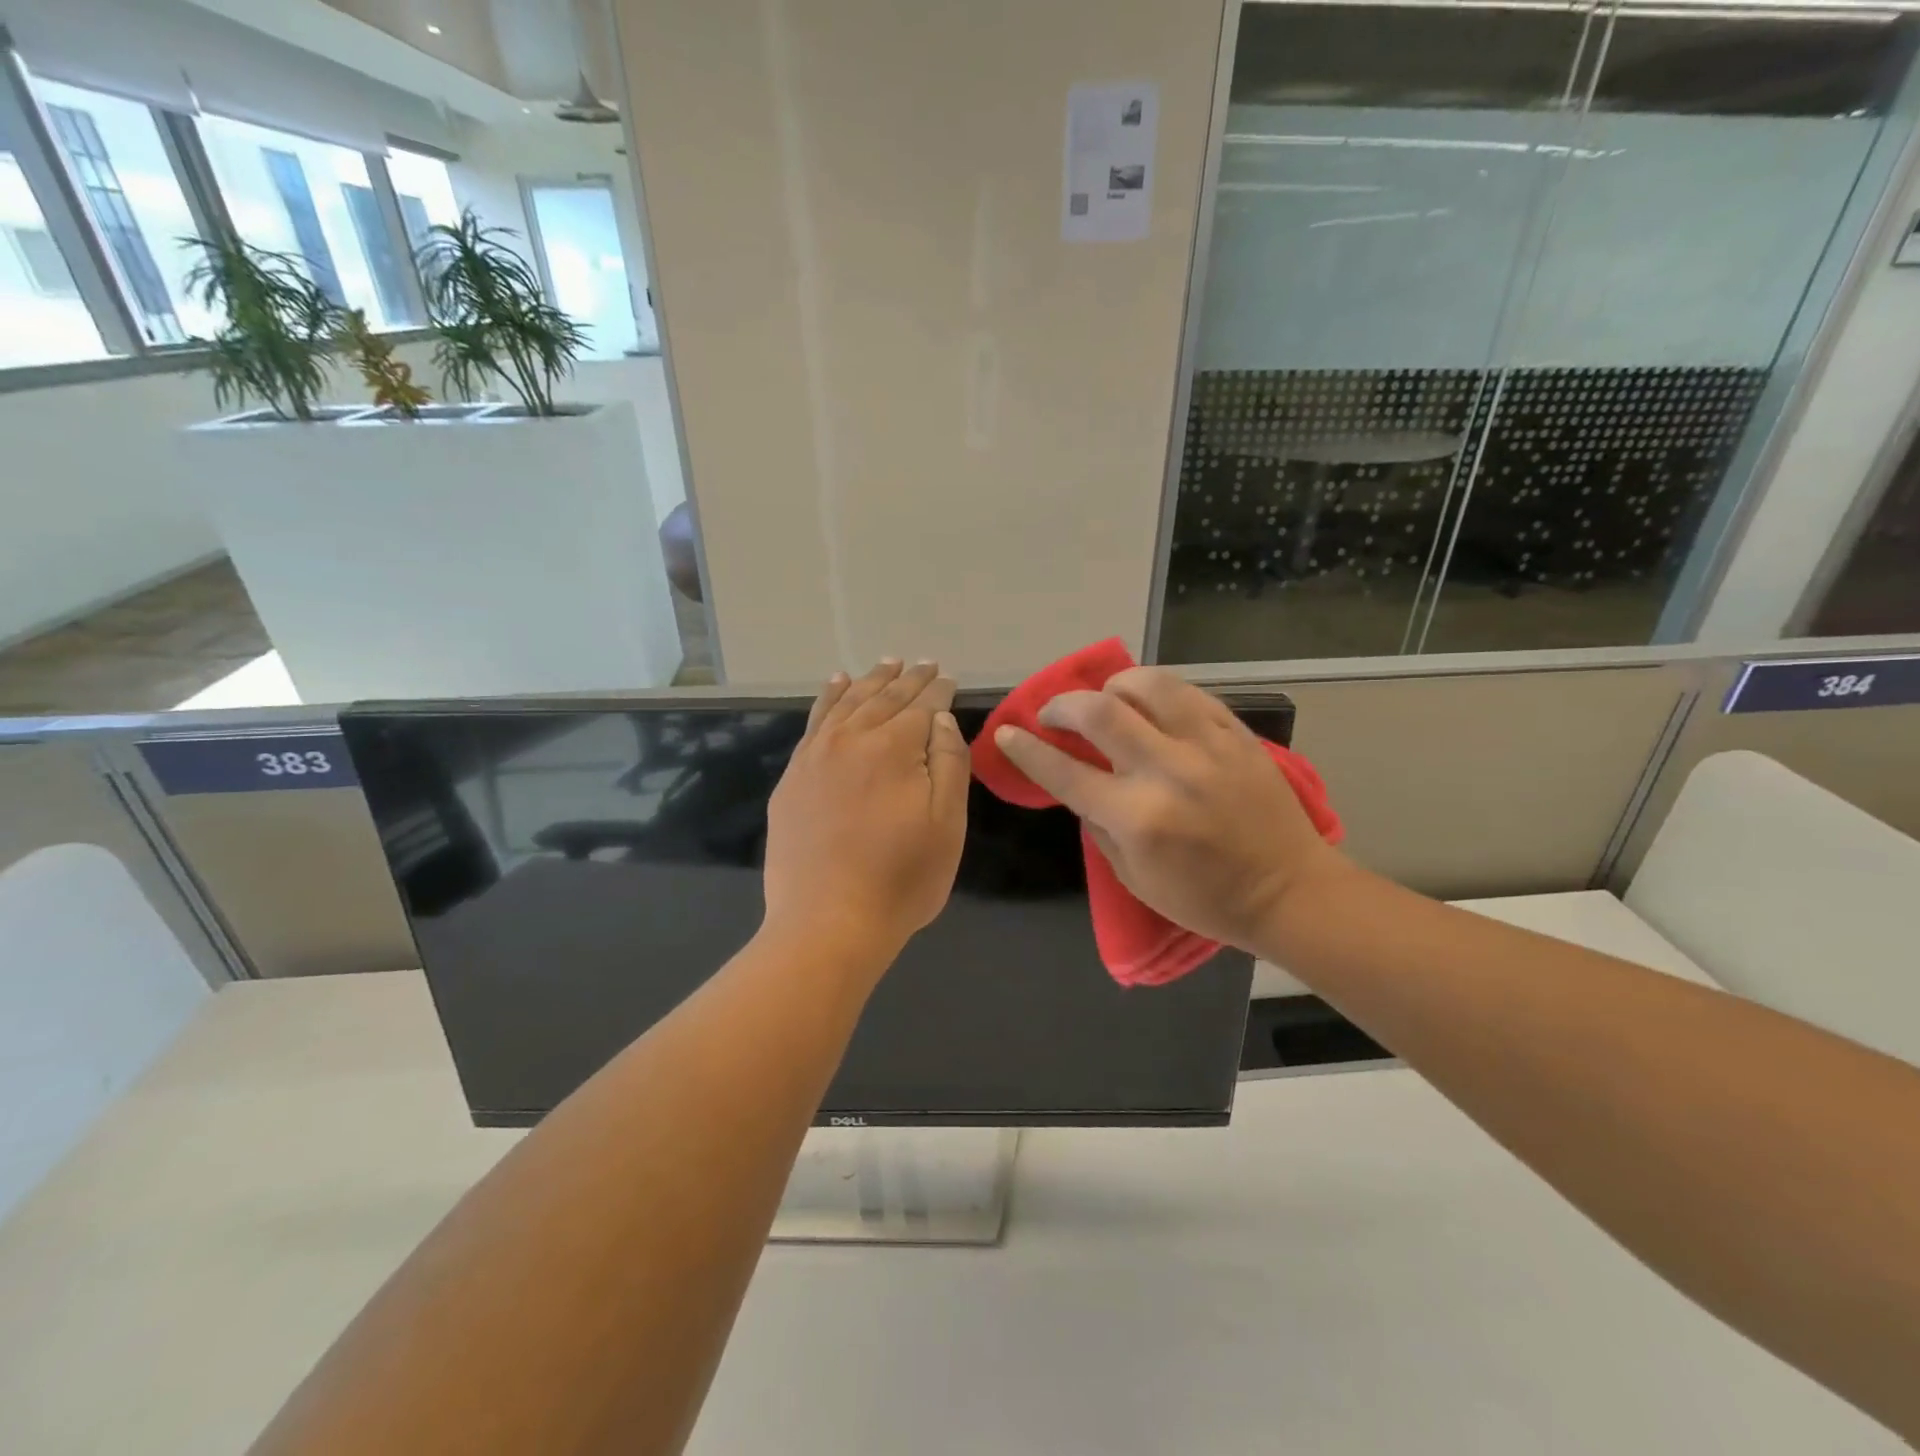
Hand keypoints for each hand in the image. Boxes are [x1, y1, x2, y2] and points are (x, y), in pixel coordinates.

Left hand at [763, 660, 968, 965]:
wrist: (827, 923)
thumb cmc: (901, 880)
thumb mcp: (946, 825)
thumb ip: (948, 763)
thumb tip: (941, 719)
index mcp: (894, 748)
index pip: (922, 706)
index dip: (939, 690)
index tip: (949, 678)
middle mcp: (852, 740)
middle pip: (884, 698)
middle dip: (908, 679)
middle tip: (925, 663)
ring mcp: (815, 756)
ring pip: (847, 702)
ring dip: (870, 681)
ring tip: (887, 664)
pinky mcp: (793, 777)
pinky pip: (814, 722)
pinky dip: (828, 698)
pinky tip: (836, 685)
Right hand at [995, 668, 1345, 950]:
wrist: (1287, 890)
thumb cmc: (1204, 898)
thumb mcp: (1133, 878)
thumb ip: (1099, 826)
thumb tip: (1081, 784)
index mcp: (1137, 817)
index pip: (1064, 771)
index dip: (1027, 749)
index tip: (1007, 733)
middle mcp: (1167, 771)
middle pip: (1099, 712)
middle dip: (1062, 705)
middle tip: (1053, 714)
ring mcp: (1206, 746)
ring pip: (1147, 684)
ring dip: (1113, 686)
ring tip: (1107, 699)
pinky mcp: (1235, 733)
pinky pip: (1187, 692)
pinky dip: (1156, 692)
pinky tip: (1150, 705)